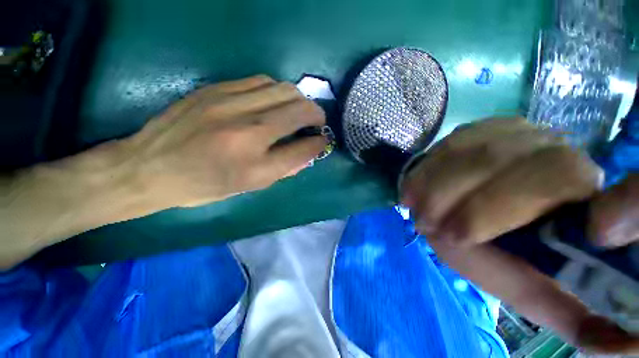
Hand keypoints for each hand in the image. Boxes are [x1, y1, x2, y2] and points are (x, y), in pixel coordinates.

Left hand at [125, 75, 326, 206]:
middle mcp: (247, 133)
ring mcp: (230, 105)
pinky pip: (261, 81)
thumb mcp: (248, 187)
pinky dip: (276, 90)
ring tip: (297, 110)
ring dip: (298, 99)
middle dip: (316, 114)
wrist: (149, 167)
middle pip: (299, 110)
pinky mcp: (216, 89)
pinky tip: (273, 101)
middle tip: (316, 121)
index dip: (318, 143)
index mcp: (255, 167)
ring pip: (283, 89)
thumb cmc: (203, 186)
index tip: (323, 140)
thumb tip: (307, 152)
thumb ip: (283, 169)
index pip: (302, 149)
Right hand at [400, 117, 638, 353]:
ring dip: (434, 186)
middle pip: (501, 161)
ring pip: (469, 151)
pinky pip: (449, 144)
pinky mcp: (480, 128)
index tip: (454, 236)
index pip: (559, 178)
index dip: (498, 208)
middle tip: (427, 226)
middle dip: (455, 199)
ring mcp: (512, 131)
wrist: (459, 207)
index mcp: (578, 191)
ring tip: (416, 210)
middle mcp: (553, 148)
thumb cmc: (494, 248)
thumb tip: (624, 346)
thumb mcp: (526, 286)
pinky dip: (426, 171)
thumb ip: (570, 313)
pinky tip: (414, 189)